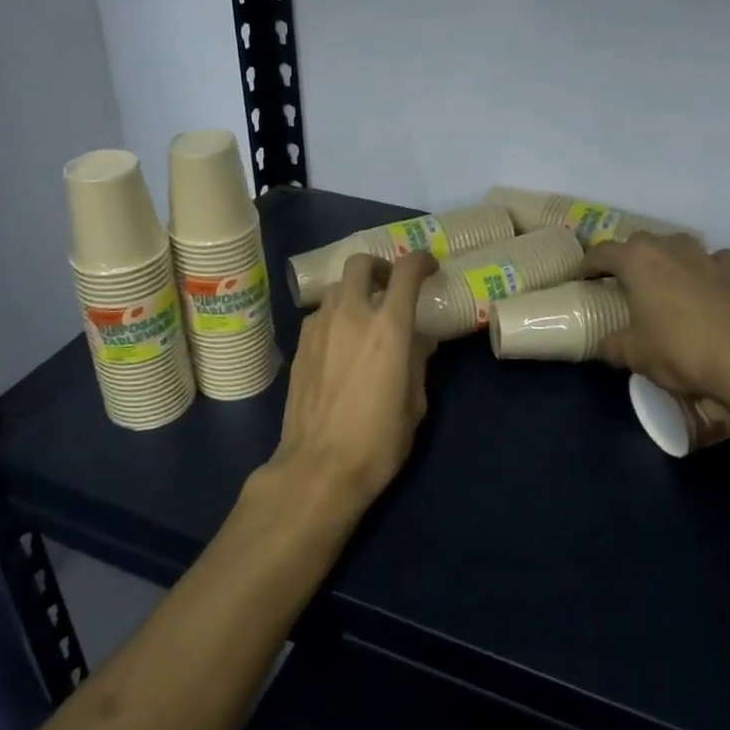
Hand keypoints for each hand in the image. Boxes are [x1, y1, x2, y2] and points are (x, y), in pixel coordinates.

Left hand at [268, 250, 439, 512]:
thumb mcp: (414, 403)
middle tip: (391, 287)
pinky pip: (320, 314)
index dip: (420, 261)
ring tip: (364, 317)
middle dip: (380, 268)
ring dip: (355, 292)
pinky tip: (340, 342)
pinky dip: (334, 316)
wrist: (318, 468)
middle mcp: (351, 315)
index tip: (429, 268)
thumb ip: (418, 362)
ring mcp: (319, 328)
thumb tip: (420, 341)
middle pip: (361, 264)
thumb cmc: (378, 441)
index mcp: (389, 327)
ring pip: (337, 288)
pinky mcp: (300, 346)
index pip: (406, 272)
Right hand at [581, 233, 729, 439]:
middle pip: (642, 243)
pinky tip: (709, 295)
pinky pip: (715, 265)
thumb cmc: (684, 351)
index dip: (588, 264)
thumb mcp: (636, 355)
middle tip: (623, 281)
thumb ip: (614, 345)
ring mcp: (710, 256)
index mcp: (639, 260)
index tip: (581, 276)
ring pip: (680, 249)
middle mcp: (673, 247)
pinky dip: (706, 274)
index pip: (602, 252)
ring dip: (669, 262)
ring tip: (666, 286)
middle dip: (630, 259)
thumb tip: (605, 344)